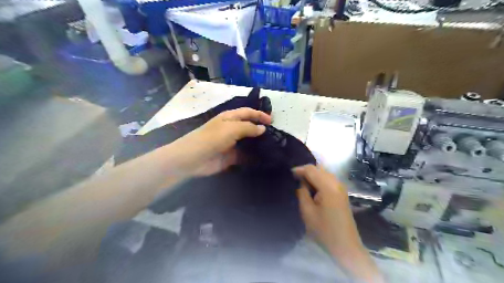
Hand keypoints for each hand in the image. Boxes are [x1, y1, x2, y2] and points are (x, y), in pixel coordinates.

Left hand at [171, 108, 271, 176]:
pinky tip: (263, 159)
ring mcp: (231, 143)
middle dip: (260, 130)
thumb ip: (248, 128)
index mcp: (230, 118)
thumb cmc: (212, 138)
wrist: (193, 159)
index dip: (259, 114)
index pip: (248, 112)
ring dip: (258, 144)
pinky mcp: (231, 157)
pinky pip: (245, 156)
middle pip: (249, 127)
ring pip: (248, 142)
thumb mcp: (231, 129)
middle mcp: (231, 129)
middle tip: (275, 135)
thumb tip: (262, 128)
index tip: (272, 121)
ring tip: (272, 147)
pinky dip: (253, 157)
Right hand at [294, 164, 384, 282]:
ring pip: (324, 173)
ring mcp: (341, 187)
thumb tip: (301, 182)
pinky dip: (319, 179)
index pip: (311, 170)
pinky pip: (328, 179)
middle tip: (294, 178)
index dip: (299, 170)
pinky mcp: (342, 193)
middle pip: (319, 169)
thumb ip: (302, 193)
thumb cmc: (324, 230)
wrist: (345, 246)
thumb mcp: (307, 212)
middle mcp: (336, 183)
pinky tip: (312, 187)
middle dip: (306, 171)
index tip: (289, 174)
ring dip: (313, 175)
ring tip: (301, 182)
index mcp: (328, 187)